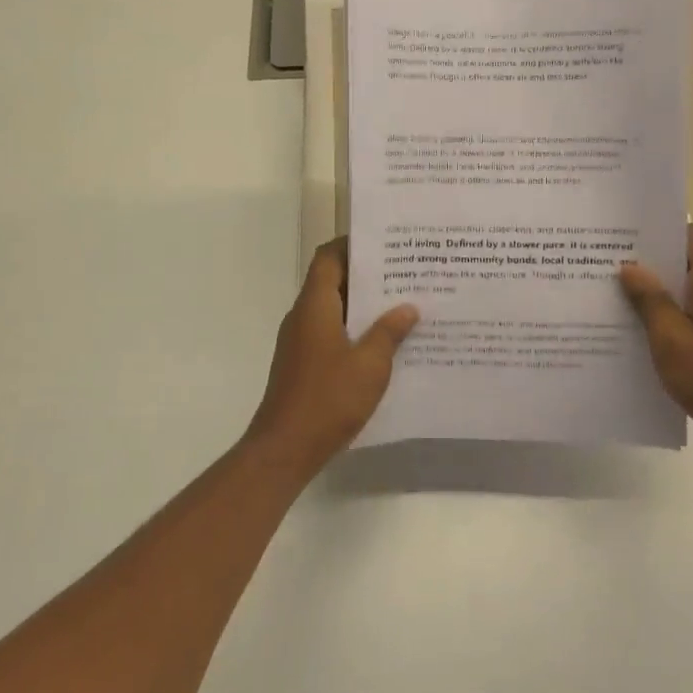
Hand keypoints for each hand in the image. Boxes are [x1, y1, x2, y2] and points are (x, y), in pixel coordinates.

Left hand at [243, 239, 418, 469]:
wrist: (285, 448)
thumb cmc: (328, 399)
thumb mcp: (370, 365)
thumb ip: (389, 332)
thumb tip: (407, 307)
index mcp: (314, 306)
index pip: (329, 258)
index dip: (353, 246)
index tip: (386, 244)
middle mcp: (302, 316)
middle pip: (332, 281)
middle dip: (366, 276)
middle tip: (406, 274)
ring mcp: (300, 341)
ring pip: (333, 309)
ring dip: (363, 306)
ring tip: (402, 306)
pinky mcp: (302, 363)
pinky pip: (330, 333)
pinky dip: (354, 330)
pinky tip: (383, 344)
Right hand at [619, 224, 692, 461]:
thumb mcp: (671, 340)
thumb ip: (651, 301)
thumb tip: (631, 267)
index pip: (692, 236)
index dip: (661, 233)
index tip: (627, 240)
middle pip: (691, 263)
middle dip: (654, 266)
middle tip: (613, 271)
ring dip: (664, 295)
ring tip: (623, 303)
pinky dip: (678, 318)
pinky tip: (651, 337)